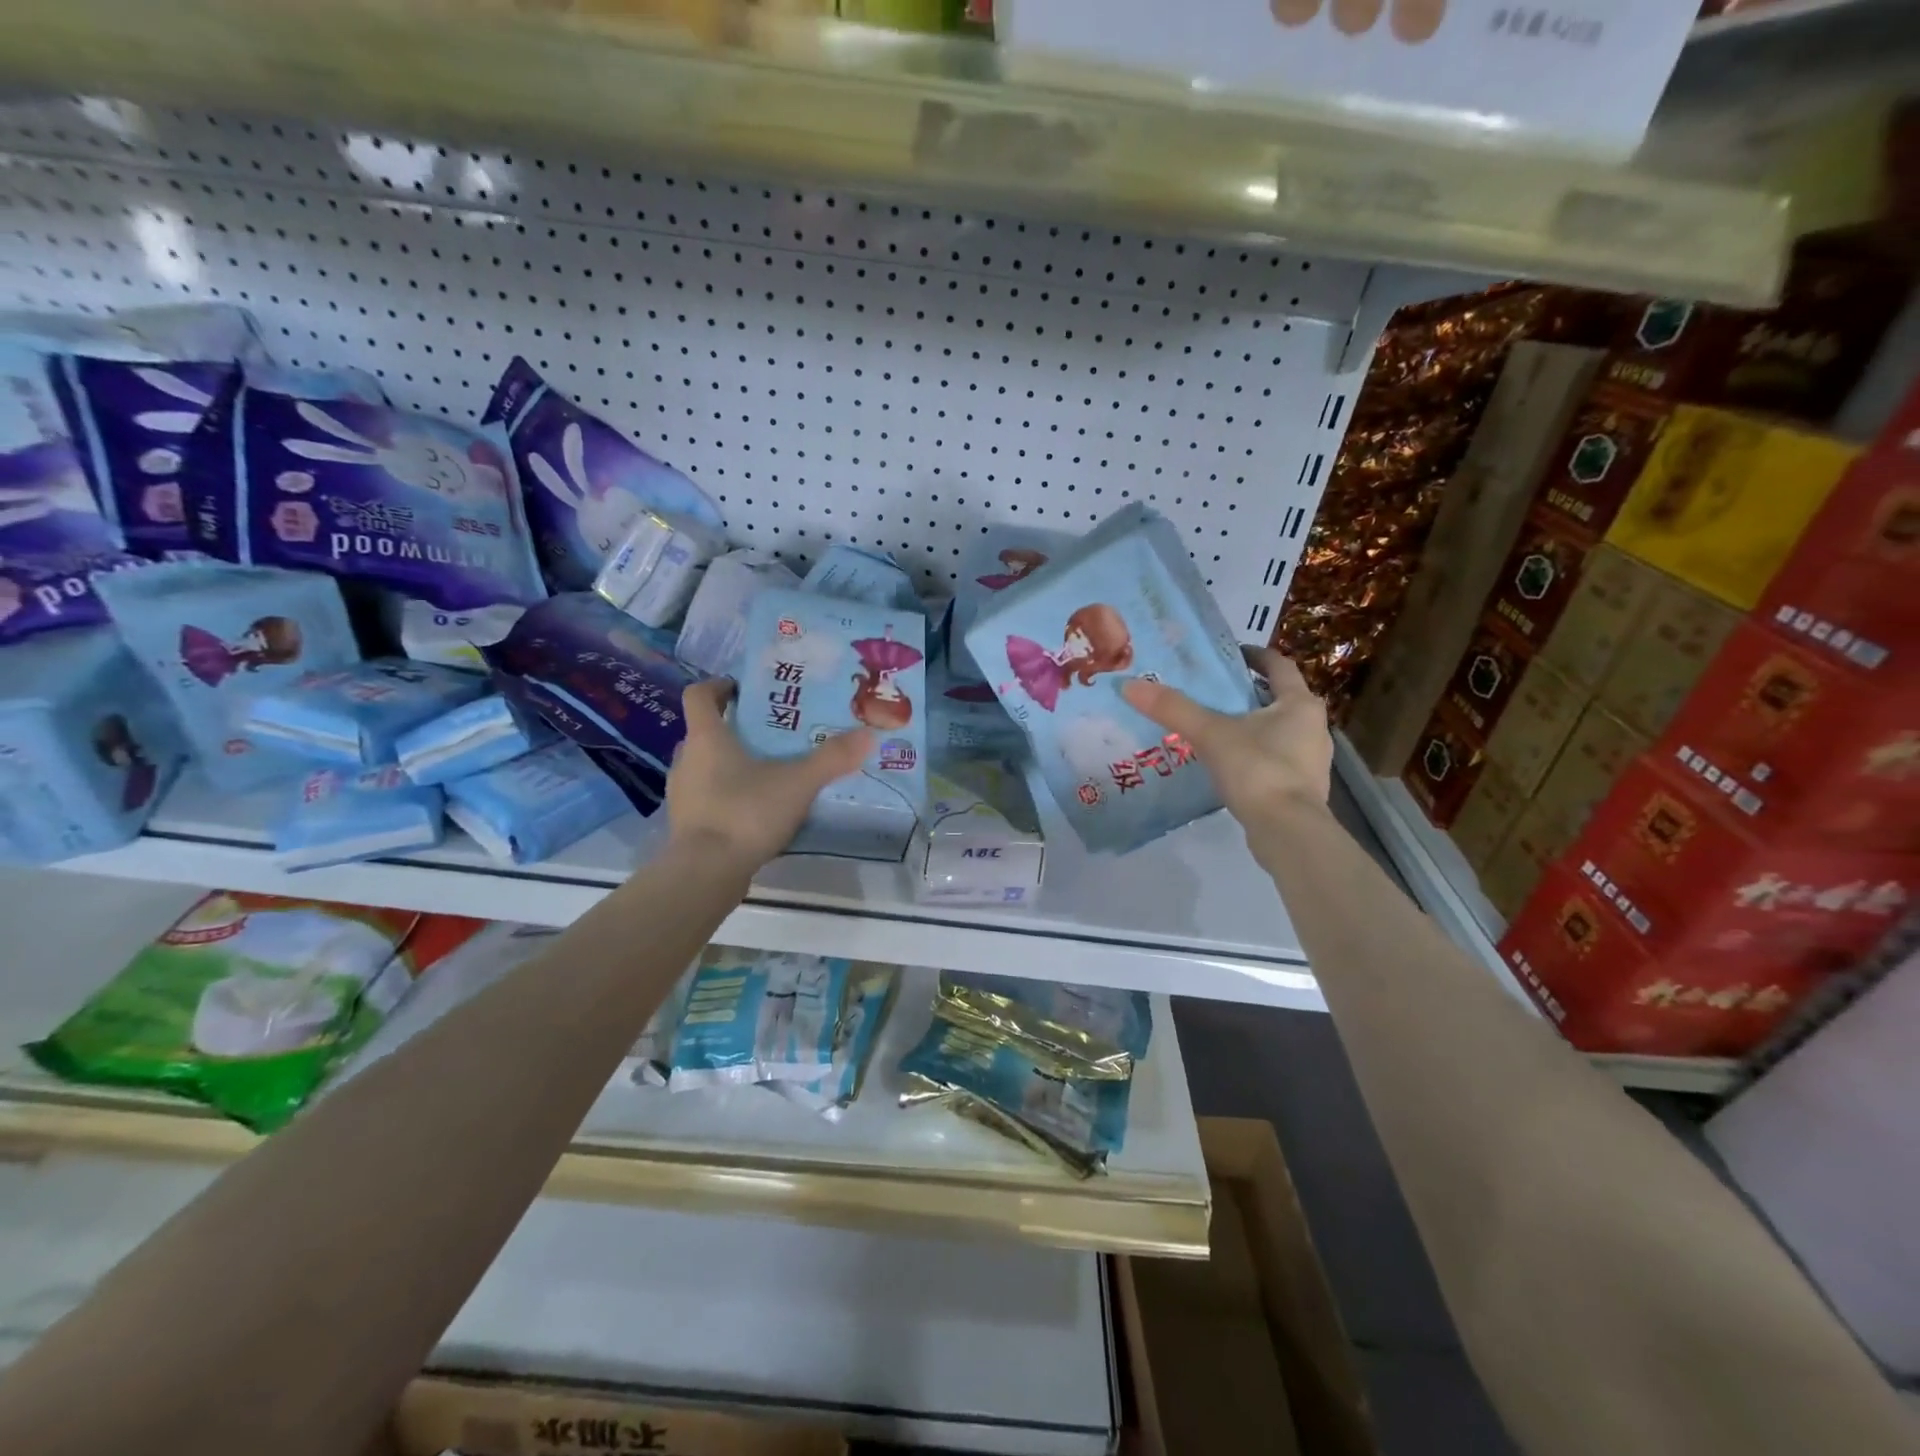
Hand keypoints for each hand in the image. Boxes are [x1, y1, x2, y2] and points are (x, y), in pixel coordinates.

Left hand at [665, 678, 871, 870]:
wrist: (706, 873)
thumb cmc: (746, 812)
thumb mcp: (798, 783)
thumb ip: (833, 758)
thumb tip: (869, 733)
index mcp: (706, 738)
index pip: (699, 695)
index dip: (718, 686)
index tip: (743, 690)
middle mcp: (686, 759)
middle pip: (705, 731)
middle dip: (734, 728)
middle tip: (770, 732)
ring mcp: (683, 793)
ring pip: (705, 765)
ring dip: (730, 763)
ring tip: (768, 770)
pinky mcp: (687, 823)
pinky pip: (707, 796)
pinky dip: (728, 794)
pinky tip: (756, 808)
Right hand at [1121, 646, 1332, 840]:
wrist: (1287, 831)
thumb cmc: (1257, 770)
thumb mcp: (1210, 734)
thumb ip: (1173, 709)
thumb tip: (1130, 684)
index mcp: (1299, 704)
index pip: (1279, 666)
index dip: (1254, 656)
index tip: (1230, 655)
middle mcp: (1313, 726)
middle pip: (1279, 698)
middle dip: (1248, 693)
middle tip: (1213, 693)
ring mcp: (1311, 760)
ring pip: (1279, 730)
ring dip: (1252, 725)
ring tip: (1216, 728)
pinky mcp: (1302, 787)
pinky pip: (1276, 759)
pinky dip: (1255, 754)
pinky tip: (1229, 764)